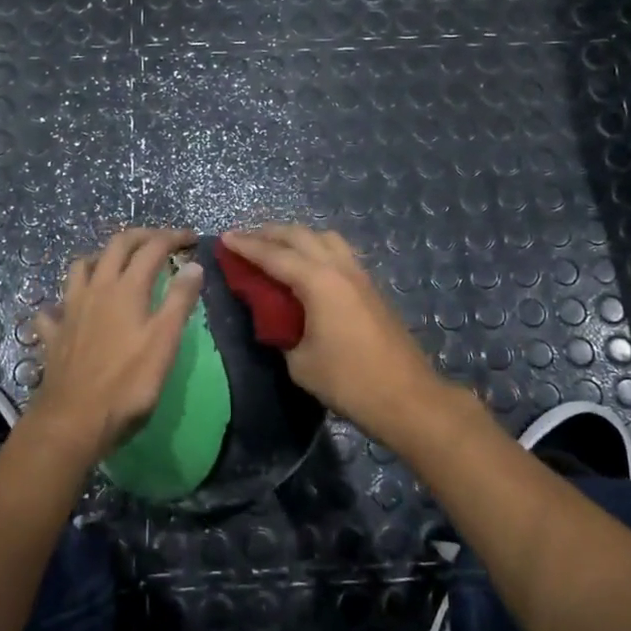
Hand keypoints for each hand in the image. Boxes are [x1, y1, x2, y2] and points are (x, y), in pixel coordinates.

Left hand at [27, 227, 204, 460]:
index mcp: (126, 288)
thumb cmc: (128, 383)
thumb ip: (179, 301)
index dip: (173, 238)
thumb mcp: (164, 342)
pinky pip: (55, 308)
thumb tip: (194, 265)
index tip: (192, 239)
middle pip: (116, 246)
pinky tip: (71, 310)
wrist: (74, 420)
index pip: (152, 248)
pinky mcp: (54, 334)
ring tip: (116, 265)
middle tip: (161, 241)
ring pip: (81, 267)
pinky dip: (65, 302)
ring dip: (101, 258)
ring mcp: (70, 310)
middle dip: (141, 237)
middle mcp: (96, 289)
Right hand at [220, 225, 455, 438]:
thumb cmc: (348, 381)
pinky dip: (317, 250)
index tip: (225, 238)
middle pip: (301, 236)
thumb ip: (282, 332)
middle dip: (270, 233)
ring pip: (325, 238)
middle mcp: (340, 269)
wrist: (406, 397)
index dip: (247, 246)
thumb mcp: (300, 362)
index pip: (274, 256)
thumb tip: (277, 321)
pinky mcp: (372, 289)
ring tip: (277, 247)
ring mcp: (360, 276)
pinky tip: (308, 267)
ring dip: (298, 237)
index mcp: (319, 282)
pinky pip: (340, 254)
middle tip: (245, 238)